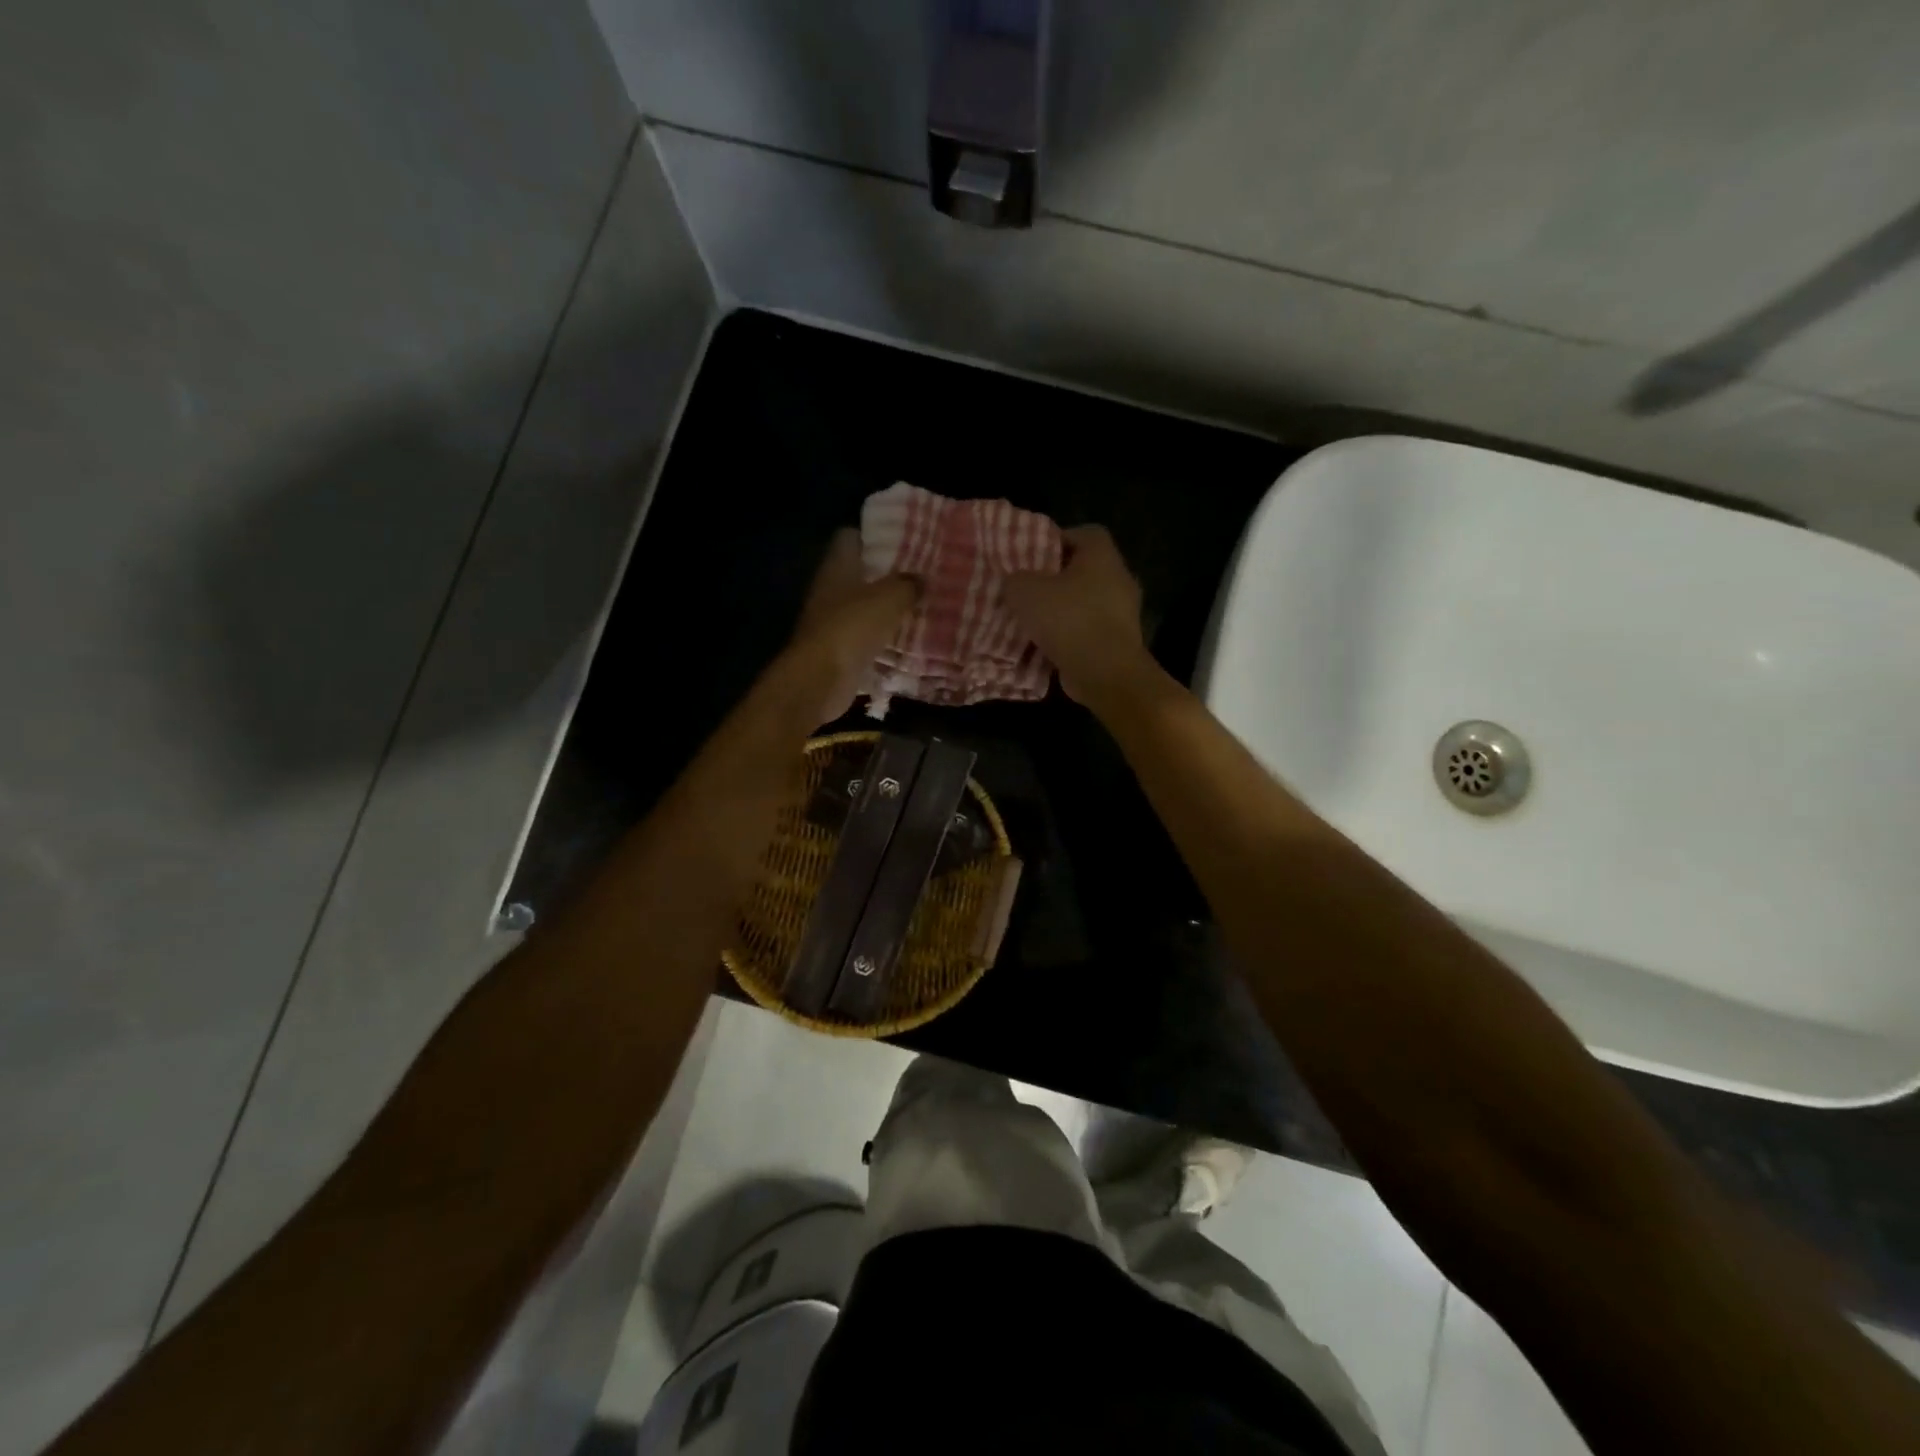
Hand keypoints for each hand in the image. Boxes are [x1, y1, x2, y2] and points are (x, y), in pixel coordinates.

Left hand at [790, 529, 917, 719]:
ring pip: (864, 608)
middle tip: (921, 577)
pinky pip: (866, 638)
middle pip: (859, 574)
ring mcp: (831, 621)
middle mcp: (830, 589)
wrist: (820, 679)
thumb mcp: (890, 598)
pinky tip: (908, 641)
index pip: (851, 538)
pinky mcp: (838, 650)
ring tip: (921, 608)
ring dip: (887, 610)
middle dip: (887, 576)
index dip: (874, 537)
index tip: (903, 541)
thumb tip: (921, 579)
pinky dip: (883, 640)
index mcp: (838, 566)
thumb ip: (908, 584)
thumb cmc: (852, 626)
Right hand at [1003, 525, 1155, 707]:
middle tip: (1026, 591)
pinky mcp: (1120, 642)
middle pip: (1082, 570)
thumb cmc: (1068, 620)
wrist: (1106, 673)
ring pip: (1085, 603)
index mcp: (1102, 555)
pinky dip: (1070, 636)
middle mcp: (1119, 578)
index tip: (1031, 558)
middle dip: (1054, 580)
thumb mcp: (1025, 592)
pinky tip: (1047, 647)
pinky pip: (1089, 631)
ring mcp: (1124, 612)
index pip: (1082, 533)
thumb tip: (1015, 582)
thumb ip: (1015, 579)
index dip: (1055, 541)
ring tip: (1032, 622)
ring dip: (1062, 611)